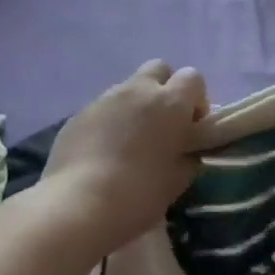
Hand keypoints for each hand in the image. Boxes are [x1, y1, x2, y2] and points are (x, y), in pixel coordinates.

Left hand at [39, 60, 211, 257]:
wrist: (78, 205)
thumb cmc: (138, 194)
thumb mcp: (177, 182)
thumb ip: (188, 158)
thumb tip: (186, 152)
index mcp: (170, 103)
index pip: (193, 78)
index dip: (196, 99)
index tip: (192, 127)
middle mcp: (138, 90)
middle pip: (159, 69)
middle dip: (164, 89)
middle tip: (162, 125)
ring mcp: (105, 98)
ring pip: (128, 88)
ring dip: (135, 106)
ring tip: (130, 142)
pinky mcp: (79, 113)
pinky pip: (103, 108)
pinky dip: (110, 121)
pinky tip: (104, 153)